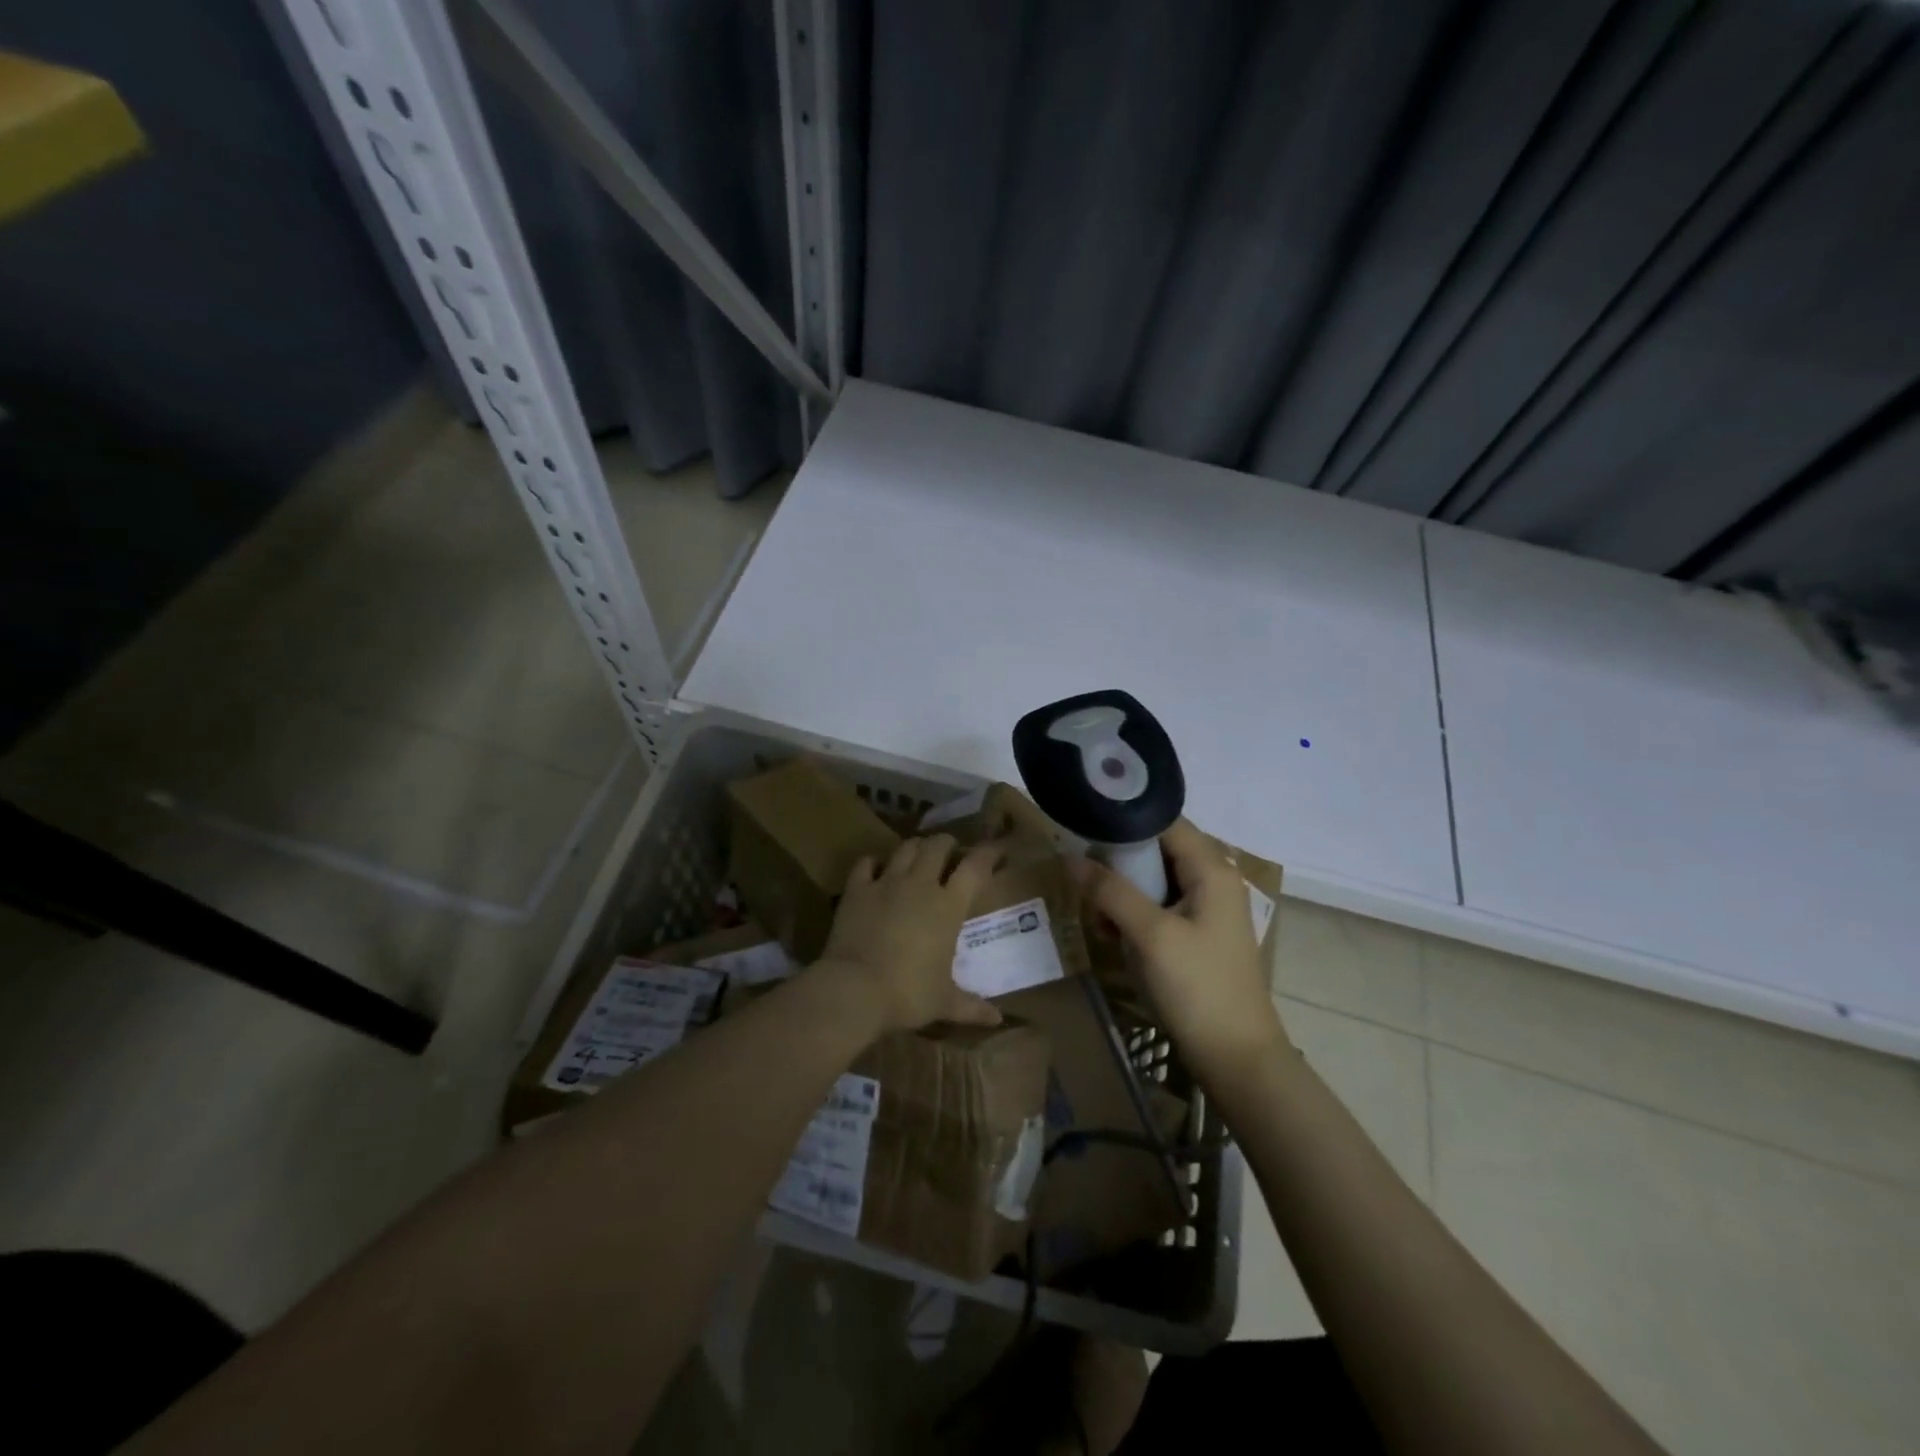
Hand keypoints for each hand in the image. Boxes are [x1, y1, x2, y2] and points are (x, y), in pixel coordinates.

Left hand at [816, 834, 1005, 1033]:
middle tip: (950, 851)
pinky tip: (877, 867)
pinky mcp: (857, 889)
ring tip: (919, 854)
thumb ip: (972, 1006)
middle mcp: (920, 884)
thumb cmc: (908, 994)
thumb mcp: (944, 1002)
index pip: (975, 867)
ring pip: (905, 848)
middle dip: (947, 844)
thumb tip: (997, 1020)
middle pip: (937, 846)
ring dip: (915, 847)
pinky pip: (866, 863)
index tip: (996, 851)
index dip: (988, 853)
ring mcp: (886, 883)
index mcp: (948, 906)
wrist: (854, 989)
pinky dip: (875, 861)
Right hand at [1073, 819, 1288, 1087]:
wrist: (1236, 1058)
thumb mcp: (1149, 935)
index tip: (1084, 825)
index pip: (1164, 820)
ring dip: (1122, 892)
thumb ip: (1110, 891)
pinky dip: (1133, 914)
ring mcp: (1206, 907)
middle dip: (1118, 862)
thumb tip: (1069, 857)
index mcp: (1211, 869)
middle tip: (1084, 878)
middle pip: (1157, 848)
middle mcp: (1213, 878)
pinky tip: (1113, 936)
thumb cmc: (1197, 988)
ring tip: (1098, 916)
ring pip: (1153, 879)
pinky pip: (1158, 906)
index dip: (1124, 818)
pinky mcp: (1197, 933)